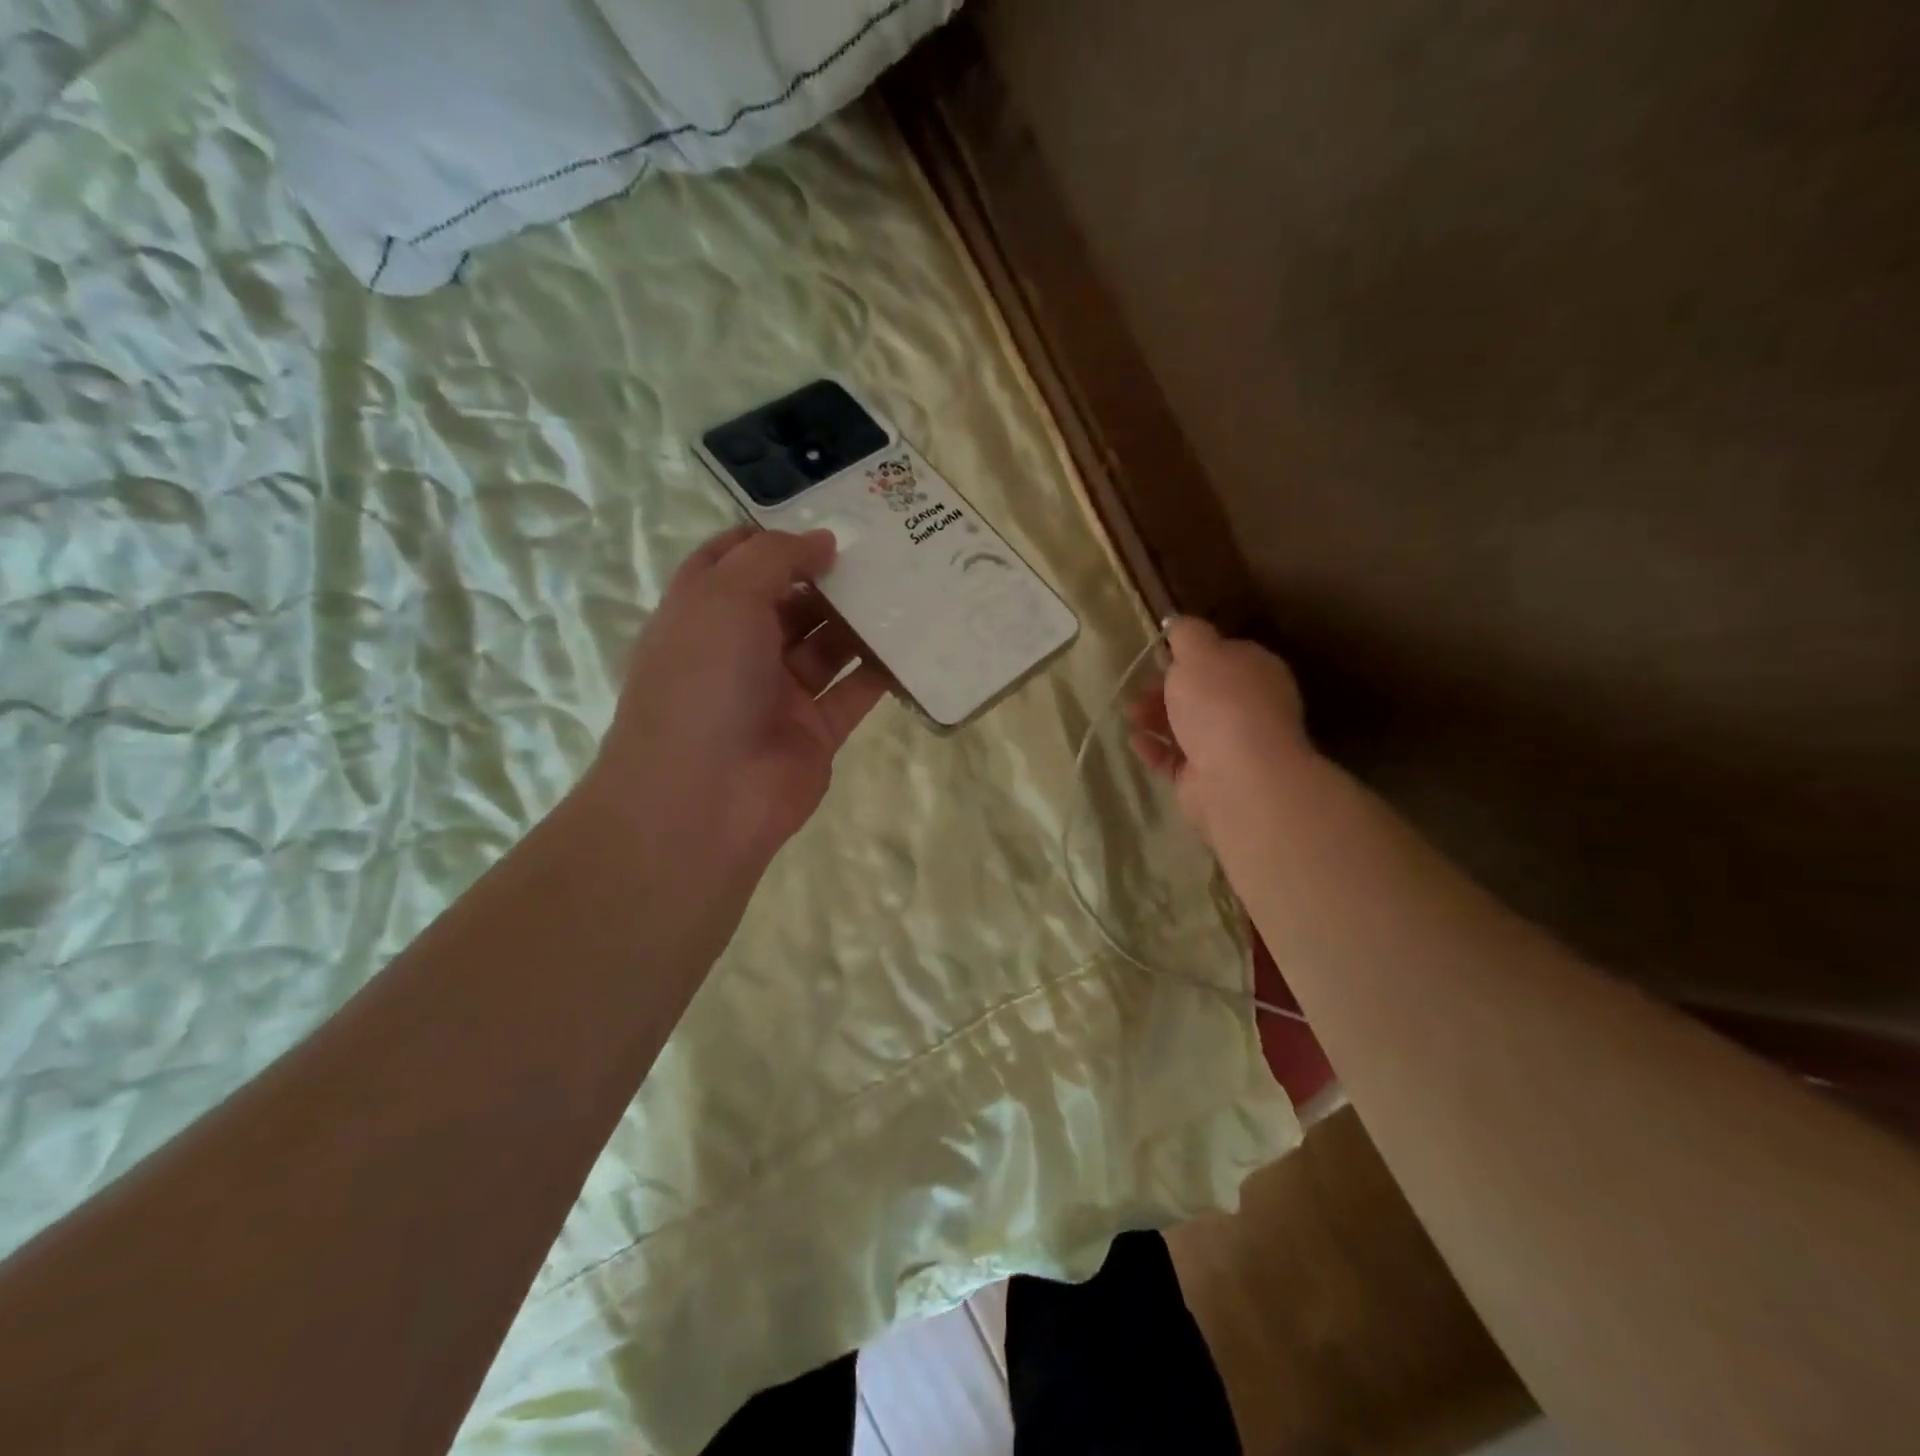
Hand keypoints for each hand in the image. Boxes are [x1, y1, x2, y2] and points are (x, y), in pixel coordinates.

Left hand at [588, 525, 888, 872]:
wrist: (706, 798)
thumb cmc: (702, 682)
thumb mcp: (725, 597)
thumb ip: (775, 558)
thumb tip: (823, 541)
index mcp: (702, 615)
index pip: (732, 561)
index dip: (772, 536)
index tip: (823, 518)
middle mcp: (738, 651)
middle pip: (788, 602)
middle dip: (829, 576)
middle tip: (883, 550)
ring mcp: (778, 694)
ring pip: (826, 646)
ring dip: (860, 620)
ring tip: (908, 588)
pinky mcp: (815, 732)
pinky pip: (853, 693)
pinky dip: (881, 671)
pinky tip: (914, 643)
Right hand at [1128, 617, 1308, 844]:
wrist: (1238, 777)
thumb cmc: (1220, 703)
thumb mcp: (1199, 652)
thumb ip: (1187, 634)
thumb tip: (1179, 623)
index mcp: (1255, 672)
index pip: (1222, 657)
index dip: (1190, 656)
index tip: (1158, 657)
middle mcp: (1247, 708)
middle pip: (1200, 694)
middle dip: (1165, 689)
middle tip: (1137, 688)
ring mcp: (1229, 746)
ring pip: (1185, 726)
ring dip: (1154, 717)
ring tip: (1130, 715)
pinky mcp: (1207, 779)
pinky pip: (1175, 759)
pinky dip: (1154, 749)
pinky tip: (1135, 741)